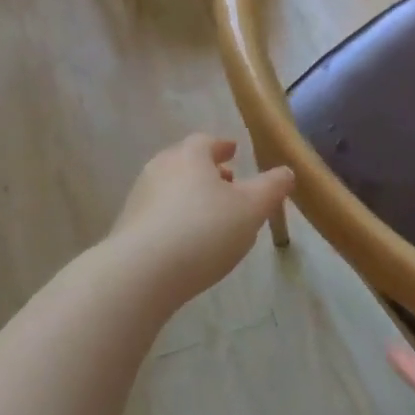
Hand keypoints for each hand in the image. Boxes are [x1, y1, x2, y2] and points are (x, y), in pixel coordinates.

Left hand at [109, 135, 293, 307]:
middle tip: (227, 184)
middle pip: (185, 162)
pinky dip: (174, 218)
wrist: (141, 273)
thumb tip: (286, 171)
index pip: (206, 142)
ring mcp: (139, 197)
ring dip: (190, 195)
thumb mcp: (251, 209)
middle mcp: (159, 168)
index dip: (222, 147)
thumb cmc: (204, 231)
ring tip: (210, 215)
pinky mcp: (127, 227)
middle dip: (207, 171)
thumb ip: (271, 188)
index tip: (234, 152)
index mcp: (189, 156)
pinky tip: (186, 241)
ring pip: (170, 188)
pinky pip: (158, 214)